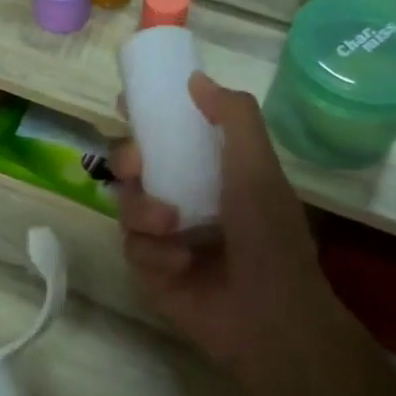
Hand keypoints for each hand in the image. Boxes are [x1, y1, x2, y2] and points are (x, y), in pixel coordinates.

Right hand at [113, 74, 353, 385]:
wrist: (270, 316)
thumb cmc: (269, 236)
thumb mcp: (258, 169)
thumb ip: (234, 118)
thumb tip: (196, 79)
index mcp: (209, 171)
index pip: (167, 134)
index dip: (145, 118)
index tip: (127, 104)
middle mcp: (181, 198)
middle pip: (131, 166)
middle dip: (128, 160)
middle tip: (137, 167)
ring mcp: (163, 236)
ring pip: (125, 205)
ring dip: (143, 211)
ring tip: (172, 228)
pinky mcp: (149, 271)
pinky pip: (130, 247)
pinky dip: (154, 252)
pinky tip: (181, 265)